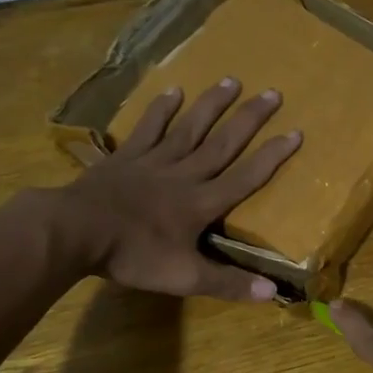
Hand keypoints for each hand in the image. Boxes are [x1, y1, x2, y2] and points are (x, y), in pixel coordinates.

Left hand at [60, 79, 301, 300]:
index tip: (295, 132)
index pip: (245, 177)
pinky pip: (148, 129)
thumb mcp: (185, 278)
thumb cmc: (133, 255)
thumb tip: (271, 292)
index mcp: (201, 203)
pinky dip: (161, 110)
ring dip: (212, 104)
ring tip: (232, 80)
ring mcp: (153, 162)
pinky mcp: (126, 157)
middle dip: (249, 119)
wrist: (76, 231)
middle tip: (273, 93)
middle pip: (222, 143)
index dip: (272, 157)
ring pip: (189, 128)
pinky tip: (173, 90)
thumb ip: (228, 283)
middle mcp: (184, 175)